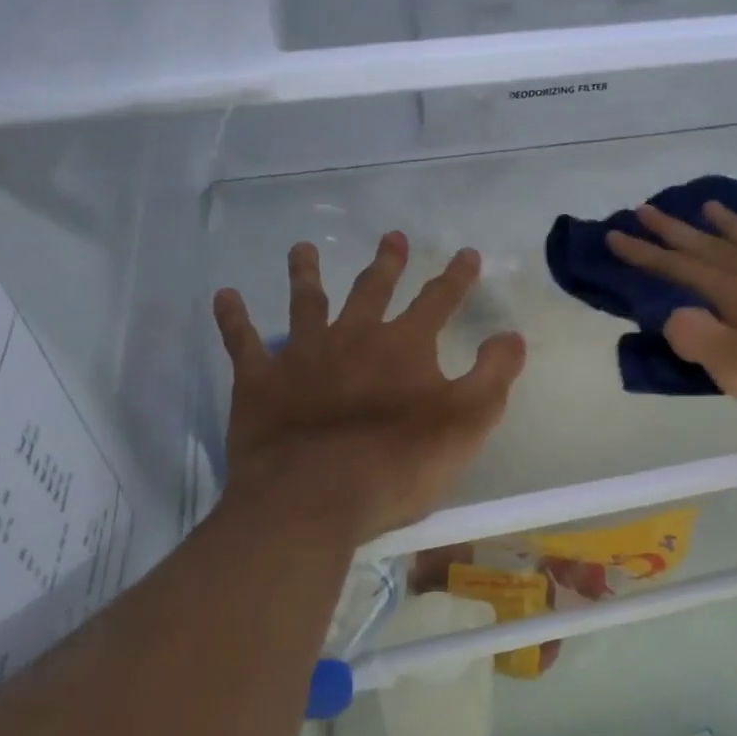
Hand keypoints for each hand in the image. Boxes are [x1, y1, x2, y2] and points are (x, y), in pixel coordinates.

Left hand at [214, 233, 525, 543]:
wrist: (315, 497)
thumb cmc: (399, 464)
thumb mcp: (467, 422)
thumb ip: (493, 375)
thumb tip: (512, 335)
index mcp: (404, 347)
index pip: (438, 300)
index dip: (456, 277)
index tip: (467, 253)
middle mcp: (353, 337)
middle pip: (372, 290)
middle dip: (386, 263)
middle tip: (392, 238)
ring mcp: (302, 355)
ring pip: (305, 302)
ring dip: (304, 273)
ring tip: (302, 248)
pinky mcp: (259, 382)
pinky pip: (242, 342)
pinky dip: (233, 318)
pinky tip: (225, 296)